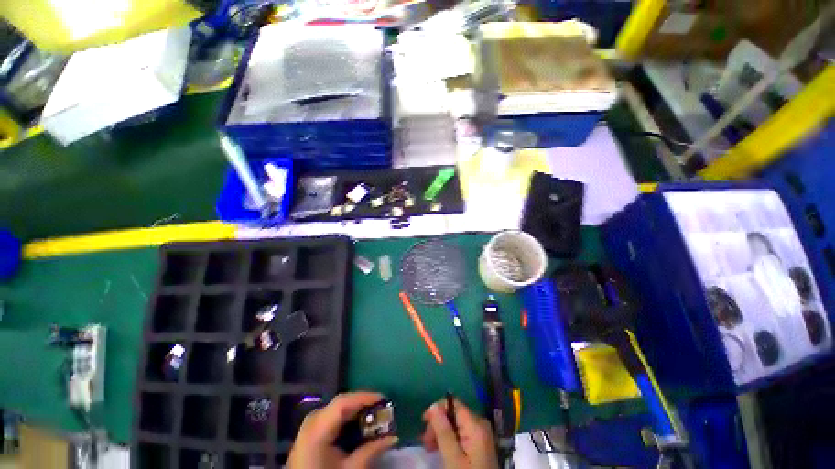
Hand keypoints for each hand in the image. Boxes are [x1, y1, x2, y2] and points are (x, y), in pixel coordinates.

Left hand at [288, 392, 397, 468]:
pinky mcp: (311, 431)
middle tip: (382, 408)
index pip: (343, 403)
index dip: (364, 397)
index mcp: (317, 428)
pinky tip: (359, 423)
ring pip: (338, 408)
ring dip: (357, 410)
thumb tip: (393, 437)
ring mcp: (310, 425)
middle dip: (363, 404)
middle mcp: (312, 420)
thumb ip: (370, 451)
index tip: (384, 398)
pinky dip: (348, 417)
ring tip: (374, 414)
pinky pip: (332, 416)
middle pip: (341, 404)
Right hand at [421, 398, 497, 468]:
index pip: (454, 403)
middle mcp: (480, 424)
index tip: (424, 422)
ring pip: (456, 424)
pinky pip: (462, 433)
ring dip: (442, 432)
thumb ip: (443, 431)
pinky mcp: (480, 444)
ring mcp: (481, 434)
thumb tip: (433, 406)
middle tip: (426, 441)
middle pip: (454, 414)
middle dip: (438, 424)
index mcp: (476, 424)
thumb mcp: (453, 457)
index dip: (437, 409)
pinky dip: (450, 439)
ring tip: (430, 447)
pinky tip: (442, 449)